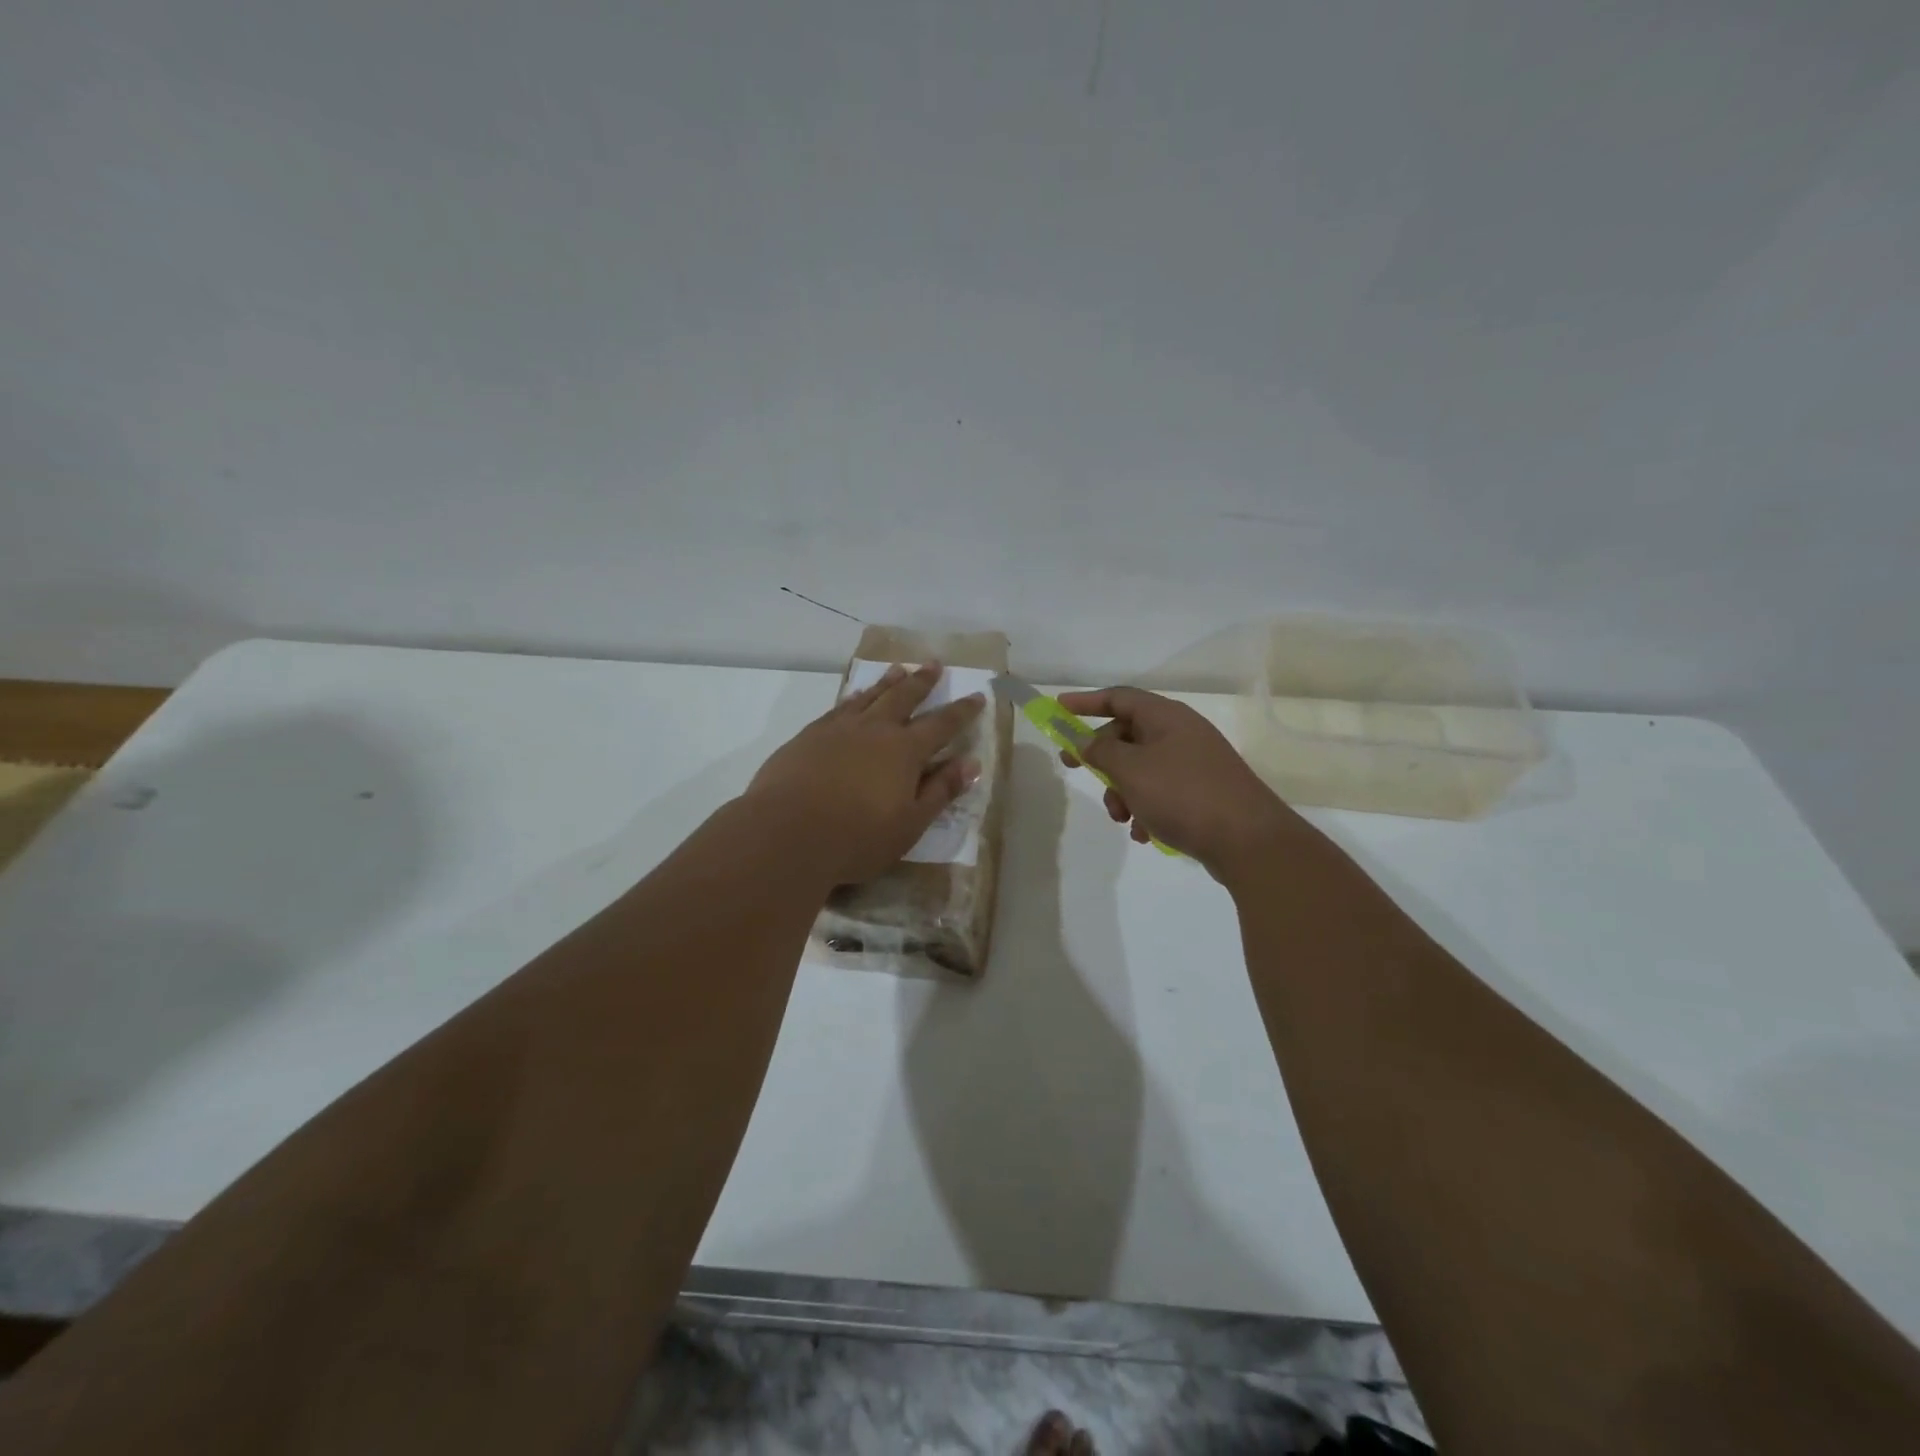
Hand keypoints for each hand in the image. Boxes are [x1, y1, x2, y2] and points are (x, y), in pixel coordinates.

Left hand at [745, 662, 985, 884]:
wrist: (787, 832)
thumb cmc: (857, 837)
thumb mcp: (910, 824)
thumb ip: (941, 791)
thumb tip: (971, 764)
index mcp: (905, 751)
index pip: (942, 724)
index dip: (962, 711)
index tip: (977, 695)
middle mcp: (874, 729)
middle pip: (904, 697)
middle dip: (922, 682)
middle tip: (934, 664)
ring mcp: (838, 729)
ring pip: (869, 696)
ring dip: (887, 682)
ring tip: (898, 669)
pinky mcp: (809, 735)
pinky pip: (839, 707)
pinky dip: (853, 697)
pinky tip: (853, 698)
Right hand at [1057, 686, 1306, 883]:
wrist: (1249, 841)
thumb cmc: (1183, 795)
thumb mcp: (1131, 770)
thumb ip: (1100, 752)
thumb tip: (1083, 740)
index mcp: (1166, 717)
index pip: (1119, 697)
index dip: (1086, 702)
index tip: (1058, 709)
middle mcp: (1181, 733)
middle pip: (1127, 734)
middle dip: (1102, 759)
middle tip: (1077, 773)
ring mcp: (1194, 763)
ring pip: (1142, 768)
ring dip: (1123, 792)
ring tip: (1122, 818)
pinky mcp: (1203, 793)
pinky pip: (1161, 792)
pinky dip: (1146, 809)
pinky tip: (1145, 834)